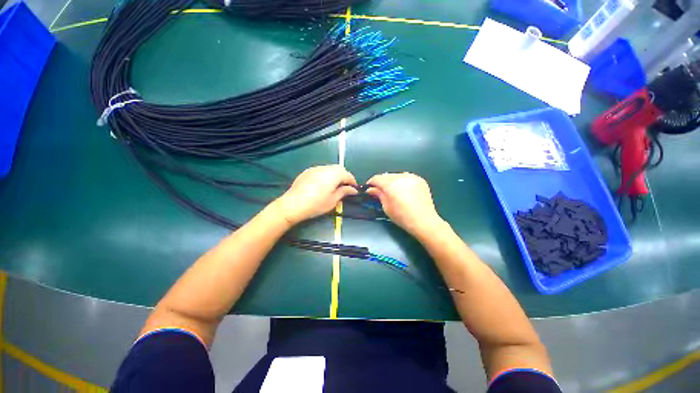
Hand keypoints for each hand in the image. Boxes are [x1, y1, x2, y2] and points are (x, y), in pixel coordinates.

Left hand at [274, 165, 357, 225]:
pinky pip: (321, 170)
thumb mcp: (333, 200)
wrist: (293, 204)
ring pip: (329, 168)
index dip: (352, 182)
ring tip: (334, 186)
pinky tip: (322, 184)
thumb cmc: (316, 204)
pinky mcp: (307, 171)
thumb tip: (353, 189)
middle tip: (345, 187)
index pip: (347, 175)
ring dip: (335, 175)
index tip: (354, 189)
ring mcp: (315, 168)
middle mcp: (325, 168)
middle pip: (339, 169)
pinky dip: (325, 175)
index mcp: (334, 175)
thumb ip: (344, 192)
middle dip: (344, 176)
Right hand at [367, 172, 442, 236]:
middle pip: (386, 175)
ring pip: (396, 175)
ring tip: (392, 190)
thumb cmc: (402, 217)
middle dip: (381, 182)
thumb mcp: (386, 207)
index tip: (369, 188)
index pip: (377, 178)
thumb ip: (378, 195)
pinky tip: (402, 189)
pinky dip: (402, 181)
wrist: (424, 221)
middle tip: (379, 191)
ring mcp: (412, 177)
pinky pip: (406, 177)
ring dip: (391, 180)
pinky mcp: (420, 180)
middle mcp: (401, 177)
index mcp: (391, 184)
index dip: (371, 183)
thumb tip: (371, 189)